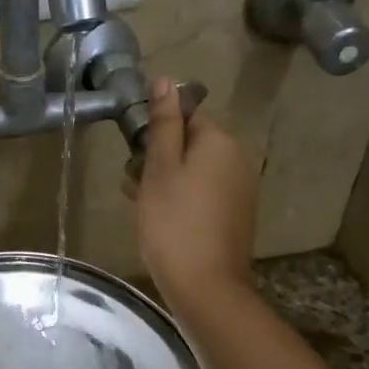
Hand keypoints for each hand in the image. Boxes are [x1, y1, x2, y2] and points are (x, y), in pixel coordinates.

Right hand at [123, 78, 258, 320]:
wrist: (205, 286)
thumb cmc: (173, 222)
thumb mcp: (159, 168)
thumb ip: (163, 124)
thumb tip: (165, 81)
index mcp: (220, 142)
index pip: (187, 114)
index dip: (157, 127)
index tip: (132, 150)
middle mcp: (237, 160)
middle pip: (191, 143)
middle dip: (158, 155)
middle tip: (130, 179)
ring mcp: (239, 190)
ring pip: (194, 170)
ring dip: (164, 178)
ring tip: (137, 200)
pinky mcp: (234, 216)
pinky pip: (202, 193)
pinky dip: (179, 197)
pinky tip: (157, 216)